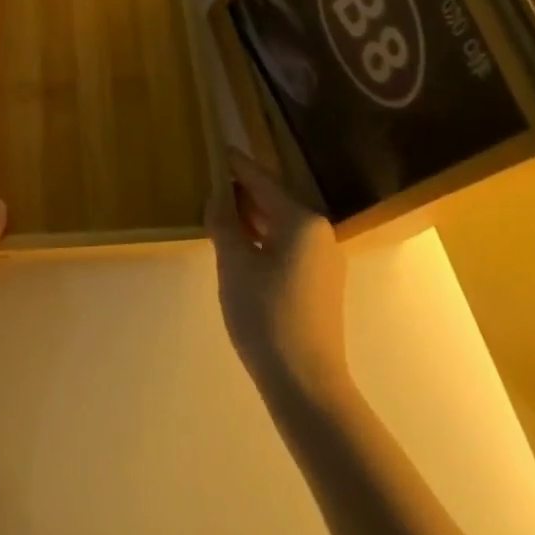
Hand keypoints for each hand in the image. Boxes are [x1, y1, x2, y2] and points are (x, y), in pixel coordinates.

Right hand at [206, 147, 349, 404]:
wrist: (307, 386)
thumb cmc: (266, 316)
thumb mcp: (234, 264)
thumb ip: (224, 223)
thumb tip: (218, 196)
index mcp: (301, 220)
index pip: (262, 181)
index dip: (236, 165)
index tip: (217, 147)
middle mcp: (319, 232)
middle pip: (274, 200)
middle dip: (242, 191)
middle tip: (211, 181)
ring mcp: (323, 260)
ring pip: (281, 225)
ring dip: (251, 217)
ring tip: (219, 210)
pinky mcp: (320, 284)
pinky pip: (287, 246)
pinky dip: (263, 238)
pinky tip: (241, 246)